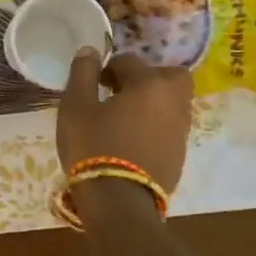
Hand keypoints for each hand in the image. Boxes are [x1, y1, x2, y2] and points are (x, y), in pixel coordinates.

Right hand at [56, 49, 191, 192]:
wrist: (119, 204)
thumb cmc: (94, 147)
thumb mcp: (76, 107)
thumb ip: (83, 74)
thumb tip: (90, 51)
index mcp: (149, 84)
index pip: (130, 61)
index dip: (108, 68)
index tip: (94, 83)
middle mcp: (173, 102)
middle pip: (170, 76)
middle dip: (148, 78)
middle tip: (122, 92)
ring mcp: (180, 131)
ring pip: (173, 103)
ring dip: (153, 103)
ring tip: (124, 118)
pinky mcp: (179, 156)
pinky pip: (170, 128)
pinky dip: (155, 126)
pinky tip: (132, 140)